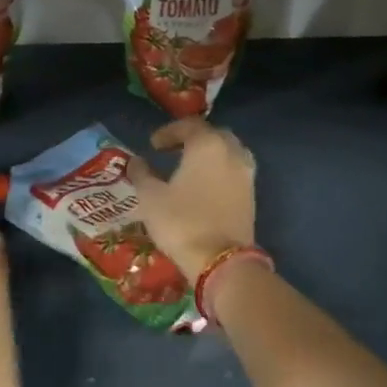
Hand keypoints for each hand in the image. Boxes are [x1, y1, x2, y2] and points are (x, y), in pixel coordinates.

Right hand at [128, 119, 257, 280]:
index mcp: (208, 145)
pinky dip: (218, 171)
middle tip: (172, 150)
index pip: (189, 126)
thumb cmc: (181, 222)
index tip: (153, 144)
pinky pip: (234, 172)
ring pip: (228, 152)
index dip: (169, 132)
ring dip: (208, 155)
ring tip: (189, 168)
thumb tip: (136, 162)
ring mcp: (246, 174)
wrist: (220, 260)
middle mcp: (232, 152)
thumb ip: (141, 174)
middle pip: (213, 135)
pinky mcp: (251, 195)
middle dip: (192, 139)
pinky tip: (203, 186)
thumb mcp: (150, 197)